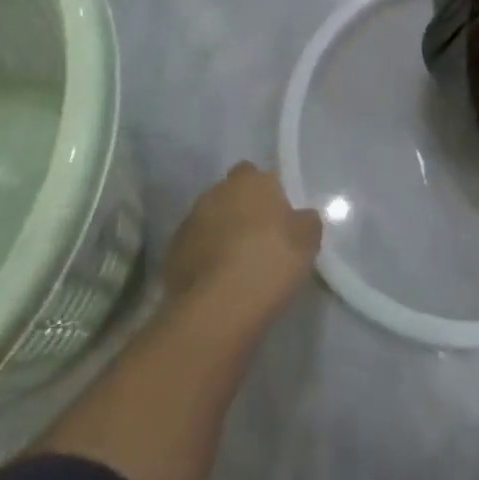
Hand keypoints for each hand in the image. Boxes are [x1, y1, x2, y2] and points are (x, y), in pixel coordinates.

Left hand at [161, 163, 321, 324]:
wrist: (219, 307)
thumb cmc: (271, 260)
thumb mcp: (308, 238)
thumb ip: (304, 220)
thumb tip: (299, 218)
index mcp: (249, 180)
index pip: (252, 172)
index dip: (262, 191)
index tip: (274, 213)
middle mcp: (214, 193)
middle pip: (227, 196)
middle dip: (238, 211)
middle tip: (257, 239)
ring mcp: (188, 224)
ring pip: (207, 222)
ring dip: (218, 235)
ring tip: (236, 265)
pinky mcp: (170, 256)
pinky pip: (193, 251)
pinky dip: (203, 261)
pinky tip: (217, 283)